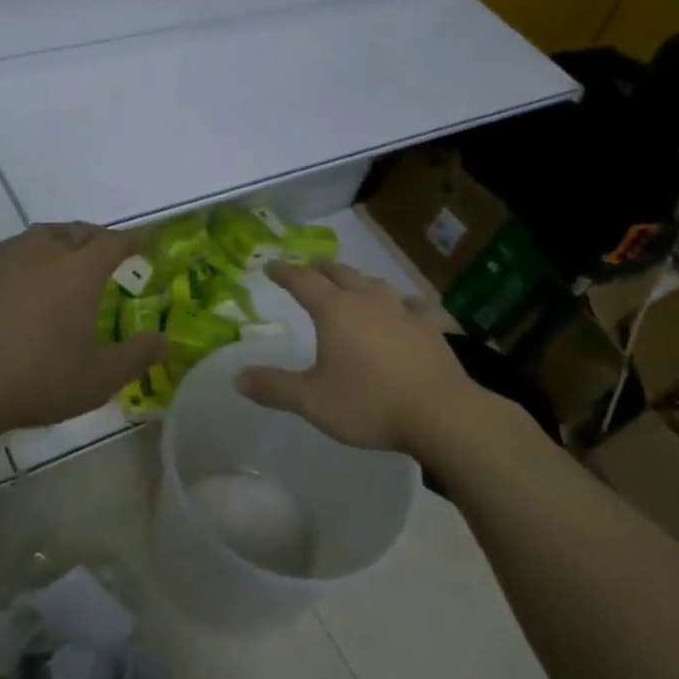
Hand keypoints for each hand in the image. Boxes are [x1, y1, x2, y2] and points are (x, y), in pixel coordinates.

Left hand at [0, 223, 166, 431]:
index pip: (114, 242)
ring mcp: (4, 256)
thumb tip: (164, 340)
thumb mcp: (100, 378)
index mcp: (79, 270)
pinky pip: (10, 250)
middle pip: (78, 231)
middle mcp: (44, 251)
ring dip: (61, 242)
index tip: (145, 244)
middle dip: (97, 238)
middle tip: (106, 253)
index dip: (133, 240)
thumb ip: (137, 355)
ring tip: (65, 259)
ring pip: (41, 235)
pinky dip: (26, 256)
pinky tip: (21, 278)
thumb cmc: (38, 379)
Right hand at [235, 261, 475, 453]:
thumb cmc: (369, 403)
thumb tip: (237, 378)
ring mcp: (403, 311)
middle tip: (309, 268)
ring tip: (351, 283)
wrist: (441, 413)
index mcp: (335, 311)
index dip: (284, 272)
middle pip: (340, 274)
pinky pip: (411, 304)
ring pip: (375, 283)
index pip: (302, 282)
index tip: (271, 266)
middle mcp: (367, 301)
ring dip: (357, 279)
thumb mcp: (312, 401)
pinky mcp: (430, 327)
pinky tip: (404, 307)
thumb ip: (274, 387)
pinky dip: (399, 301)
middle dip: (320, 269)